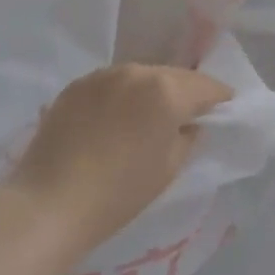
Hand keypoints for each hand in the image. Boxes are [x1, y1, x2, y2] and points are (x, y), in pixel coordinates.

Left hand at [2, 64, 232, 258]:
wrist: (50, 202)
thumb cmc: (119, 193)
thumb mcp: (169, 168)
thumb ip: (187, 136)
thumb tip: (190, 123)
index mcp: (166, 91)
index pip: (206, 86)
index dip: (220, 98)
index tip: (225, 110)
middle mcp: (136, 71)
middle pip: (173, 75)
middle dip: (187, 92)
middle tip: (192, 114)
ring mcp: (102, 75)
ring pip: (141, 76)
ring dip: (152, 90)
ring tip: (152, 115)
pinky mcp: (77, 85)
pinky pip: (112, 83)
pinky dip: (123, 95)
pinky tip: (118, 117)